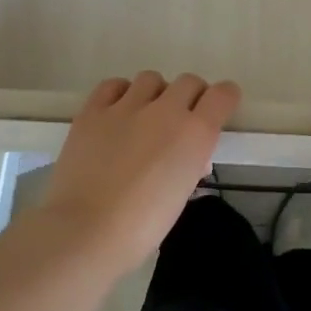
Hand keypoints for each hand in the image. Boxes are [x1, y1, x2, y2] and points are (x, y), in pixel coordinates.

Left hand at [41, 72, 239, 271]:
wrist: (86, 232)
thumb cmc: (142, 227)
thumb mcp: (181, 194)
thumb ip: (190, 164)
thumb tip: (189, 157)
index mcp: (195, 133)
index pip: (222, 95)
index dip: (223, 99)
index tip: (218, 110)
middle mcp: (166, 110)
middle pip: (188, 82)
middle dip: (190, 97)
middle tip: (179, 120)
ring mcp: (126, 106)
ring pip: (151, 79)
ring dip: (155, 94)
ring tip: (144, 117)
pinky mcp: (93, 111)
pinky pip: (113, 85)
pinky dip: (120, 94)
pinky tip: (116, 113)